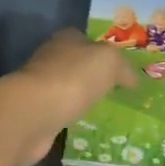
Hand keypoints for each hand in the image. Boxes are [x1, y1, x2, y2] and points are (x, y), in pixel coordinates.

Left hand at [7, 30, 137, 165]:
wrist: (33, 113)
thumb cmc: (73, 78)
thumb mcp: (109, 62)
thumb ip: (123, 67)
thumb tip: (131, 79)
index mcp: (67, 39)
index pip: (87, 39)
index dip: (103, 51)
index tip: (120, 68)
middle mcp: (51, 58)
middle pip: (76, 64)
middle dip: (92, 76)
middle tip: (117, 91)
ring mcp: (40, 86)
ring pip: (67, 89)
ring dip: (80, 98)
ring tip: (103, 111)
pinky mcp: (35, 113)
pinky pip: (59, 113)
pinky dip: (70, 117)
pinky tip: (84, 126)